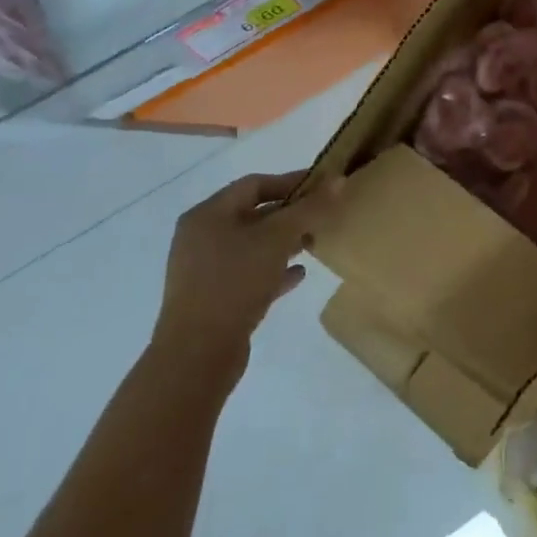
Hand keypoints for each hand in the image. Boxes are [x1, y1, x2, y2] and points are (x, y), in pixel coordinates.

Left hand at [152, 171, 329, 379]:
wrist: (197, 355)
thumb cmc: (234, 282)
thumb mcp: (277, 239)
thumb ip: (309, 209)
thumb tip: (338, 180)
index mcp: (207, 215)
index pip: (254, 184)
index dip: (290, 181)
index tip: (323, 186)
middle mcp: (201, 238)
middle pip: (253, 215)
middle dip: (290, 214)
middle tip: (323, 216)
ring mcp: (204, 270)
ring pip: (252, 246)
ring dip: (284, 243)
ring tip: (315, 243)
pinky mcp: (213, 299)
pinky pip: (248, 274)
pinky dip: (273, 270)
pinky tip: (299, 274)